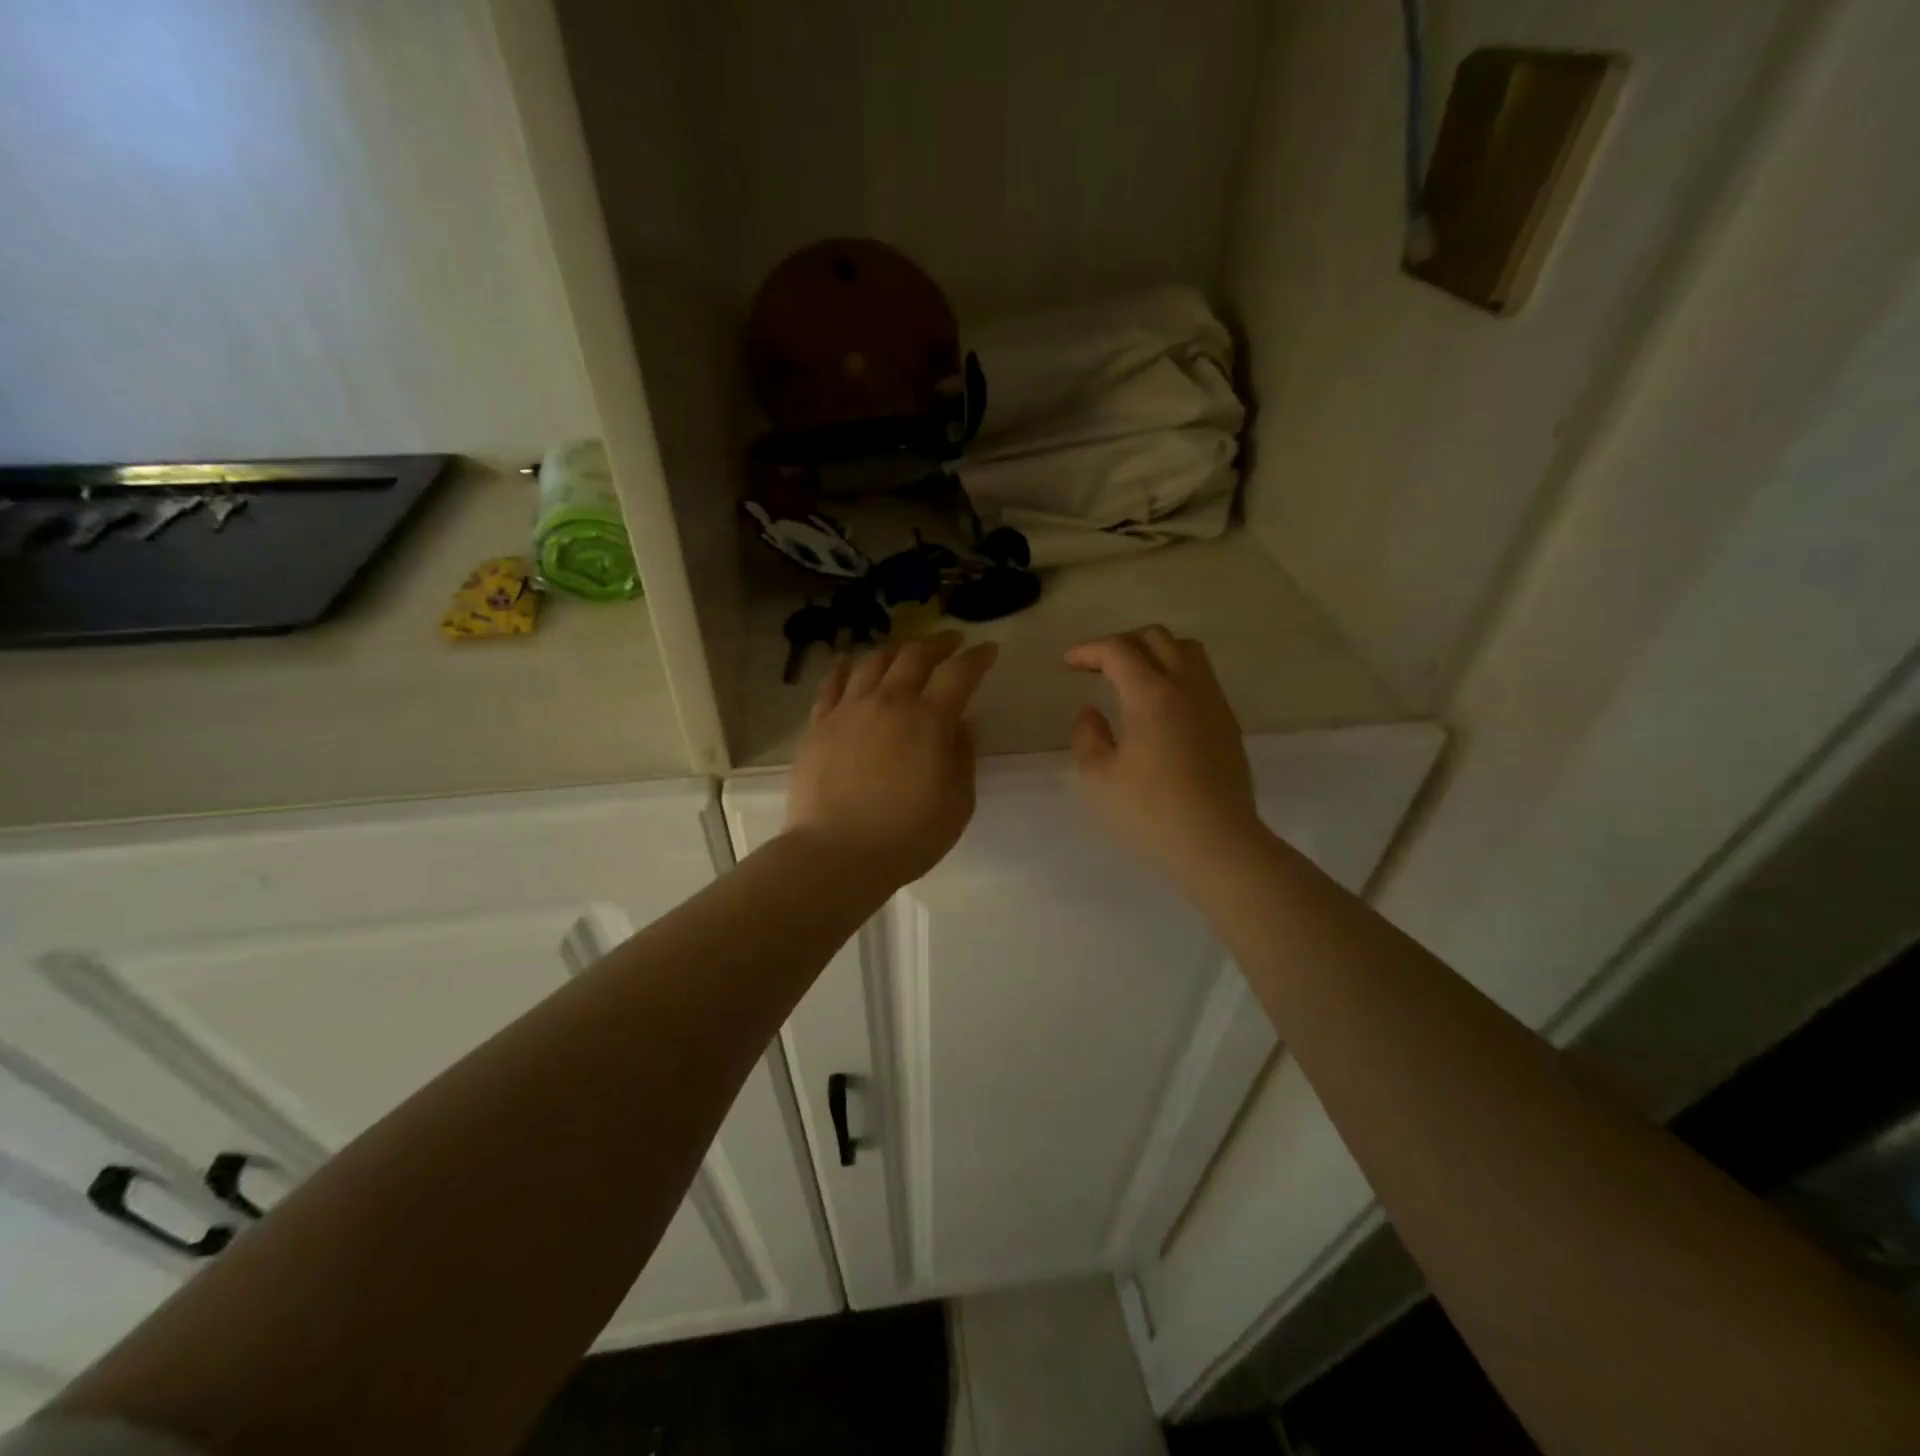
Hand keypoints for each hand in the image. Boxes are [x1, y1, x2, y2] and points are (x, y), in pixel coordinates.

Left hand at [786, 630, 998, 888]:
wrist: (836, 854)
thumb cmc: (906, 836)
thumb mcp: (957, 804)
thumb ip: (963, 758)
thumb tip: (963, 725)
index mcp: (929, 720)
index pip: (960, 674)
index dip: (978, 658)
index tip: (988, 649)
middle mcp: (889, 702)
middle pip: (915, 655)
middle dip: (938, 642)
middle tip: (951, 641)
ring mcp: (849, 710)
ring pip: (873, 661)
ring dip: (895, 649)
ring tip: (904, 649)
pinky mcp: (819, 725)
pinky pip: (831, 684)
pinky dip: (843, 667)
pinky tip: (847, 660)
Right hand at [1066, 627, 1266, 892]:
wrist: (1218, 843)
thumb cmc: (1151, 813)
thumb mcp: (1098, 779)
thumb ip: (1087, 737)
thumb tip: (1090, 713)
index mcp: (1151, 695)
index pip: (1118, 650)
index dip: (1089, 650)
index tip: (1069, 664)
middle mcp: (1187, 687)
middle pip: (1157, 638)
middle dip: (1122, 643)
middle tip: (1098, 667)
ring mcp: (1213, 703)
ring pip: (1187, 651)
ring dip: (1155, 652)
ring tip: (1132, 677)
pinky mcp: (1228, 723)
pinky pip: (1201, 677)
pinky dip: (1176, 673)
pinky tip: (1160, 705)